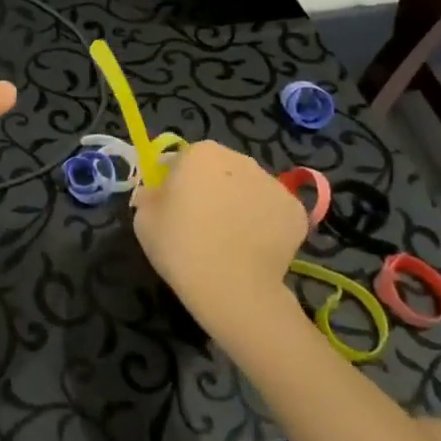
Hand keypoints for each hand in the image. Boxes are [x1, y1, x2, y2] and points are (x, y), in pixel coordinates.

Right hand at [131, 141, 308, 343]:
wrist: (232, 288)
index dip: (174, 182)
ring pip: (248, 188)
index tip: (171, 207)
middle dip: (210, 188)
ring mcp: (272, 183)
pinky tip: (253, 248)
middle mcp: (239, 158)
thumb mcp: (144, 219)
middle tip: (200, 223)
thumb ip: (149, 197)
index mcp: (200, 153)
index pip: (181, 160)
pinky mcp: (296, 211)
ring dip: (238, 203)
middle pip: (219, 169)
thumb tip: (156, 195)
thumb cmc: (180, 247)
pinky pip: (272, 211)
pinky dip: (264, 224)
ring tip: (229, 239)